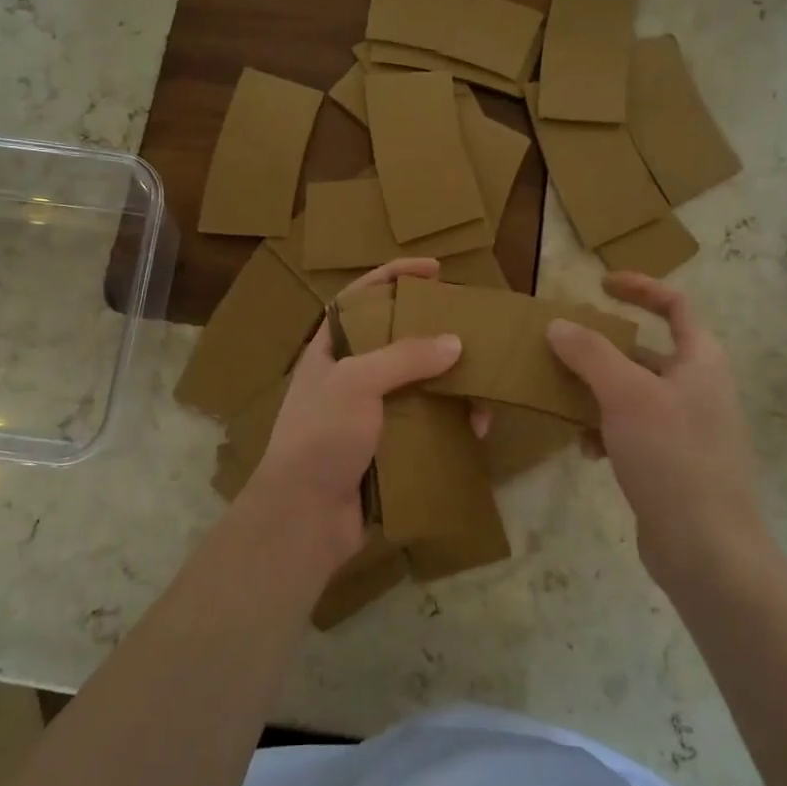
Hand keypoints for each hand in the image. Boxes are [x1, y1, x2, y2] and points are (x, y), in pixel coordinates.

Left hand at [237, 258, 461, 577]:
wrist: (304, 517)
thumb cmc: (321, 435)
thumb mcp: (356, 382)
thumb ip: (404, 357)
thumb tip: (454, 343)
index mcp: (330, 350)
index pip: (360, 297)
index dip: (393, 275)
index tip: (433, 268)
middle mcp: (350, 377)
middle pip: (398, 341)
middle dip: (434, 334)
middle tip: (472, 329)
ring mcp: (370, 416)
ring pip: (420, 387)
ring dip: (452, 386)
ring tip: (482, 389)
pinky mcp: (388, 450)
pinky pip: (427, 427)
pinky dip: (451, 426)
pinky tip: (476, 431)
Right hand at [546, 272, 768, 588]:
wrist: (707, 548)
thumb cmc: (672, 456)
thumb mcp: (625, 395)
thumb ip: (590, 354)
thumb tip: (558, 325)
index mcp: (701, 361)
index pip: (675, 306)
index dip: (640, 288)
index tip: (600, 285)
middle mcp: (697, 388)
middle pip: (645, 351)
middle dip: (601, 349)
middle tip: (561, 348)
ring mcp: (686, 427)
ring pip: (631, 393)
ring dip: (595, 392)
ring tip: (561, 399)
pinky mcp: (671, 462)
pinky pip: (631, 430)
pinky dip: (605, 431)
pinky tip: (585, 449)